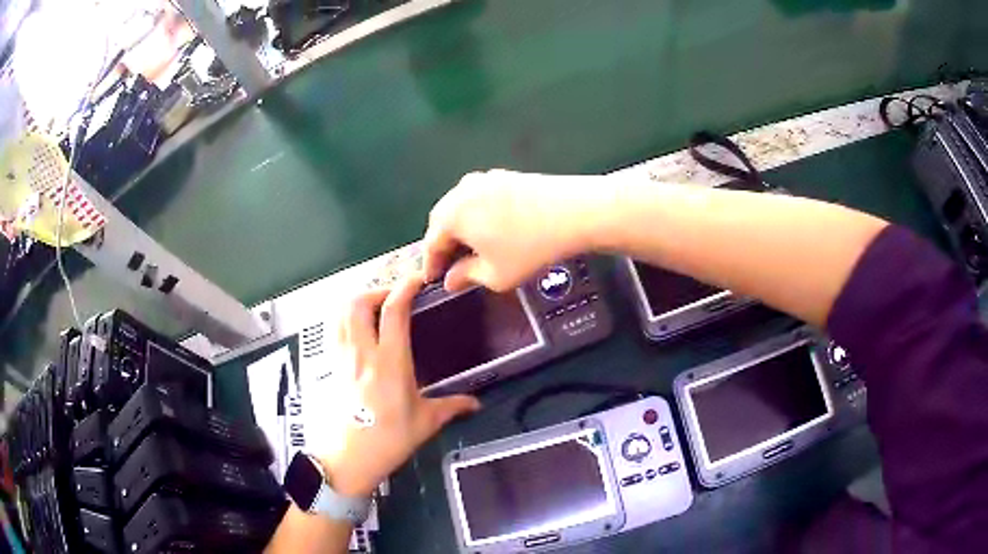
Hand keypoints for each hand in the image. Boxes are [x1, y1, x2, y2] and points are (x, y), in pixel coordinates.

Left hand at [316, 275, 480, 496]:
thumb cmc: (390, 439)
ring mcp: (343, 358)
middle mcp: (363, 353)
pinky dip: (343, 317)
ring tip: (374, 308)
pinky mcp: (332, 366)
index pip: (393, 311)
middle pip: (358, 302)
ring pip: (340, 312)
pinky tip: (356, 328)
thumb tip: (477, 403)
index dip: (405, 287)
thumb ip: (453, 406)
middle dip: (377, 290)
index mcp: (390, 362)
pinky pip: (333, 329)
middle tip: (394, 297)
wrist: (350, 458)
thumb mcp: (426, 422)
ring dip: (357, 301)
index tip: (417, 279)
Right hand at [423, 169, 604, 291]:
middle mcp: (460, 191)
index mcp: (451, 215)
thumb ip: (466, 277)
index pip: (431, 243)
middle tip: (450, 265)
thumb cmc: (530, 248)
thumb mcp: (495, 275)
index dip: (430, 265)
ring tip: (470, 248)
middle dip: (443, 243)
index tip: (433, 280)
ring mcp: (483, 179)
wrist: (574, 212)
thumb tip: (450, 280)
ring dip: (460, 228)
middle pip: (442, 220)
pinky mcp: (503, 175)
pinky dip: (477, 215)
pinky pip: (479, 198)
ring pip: (460, 207)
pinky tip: (491, 229)